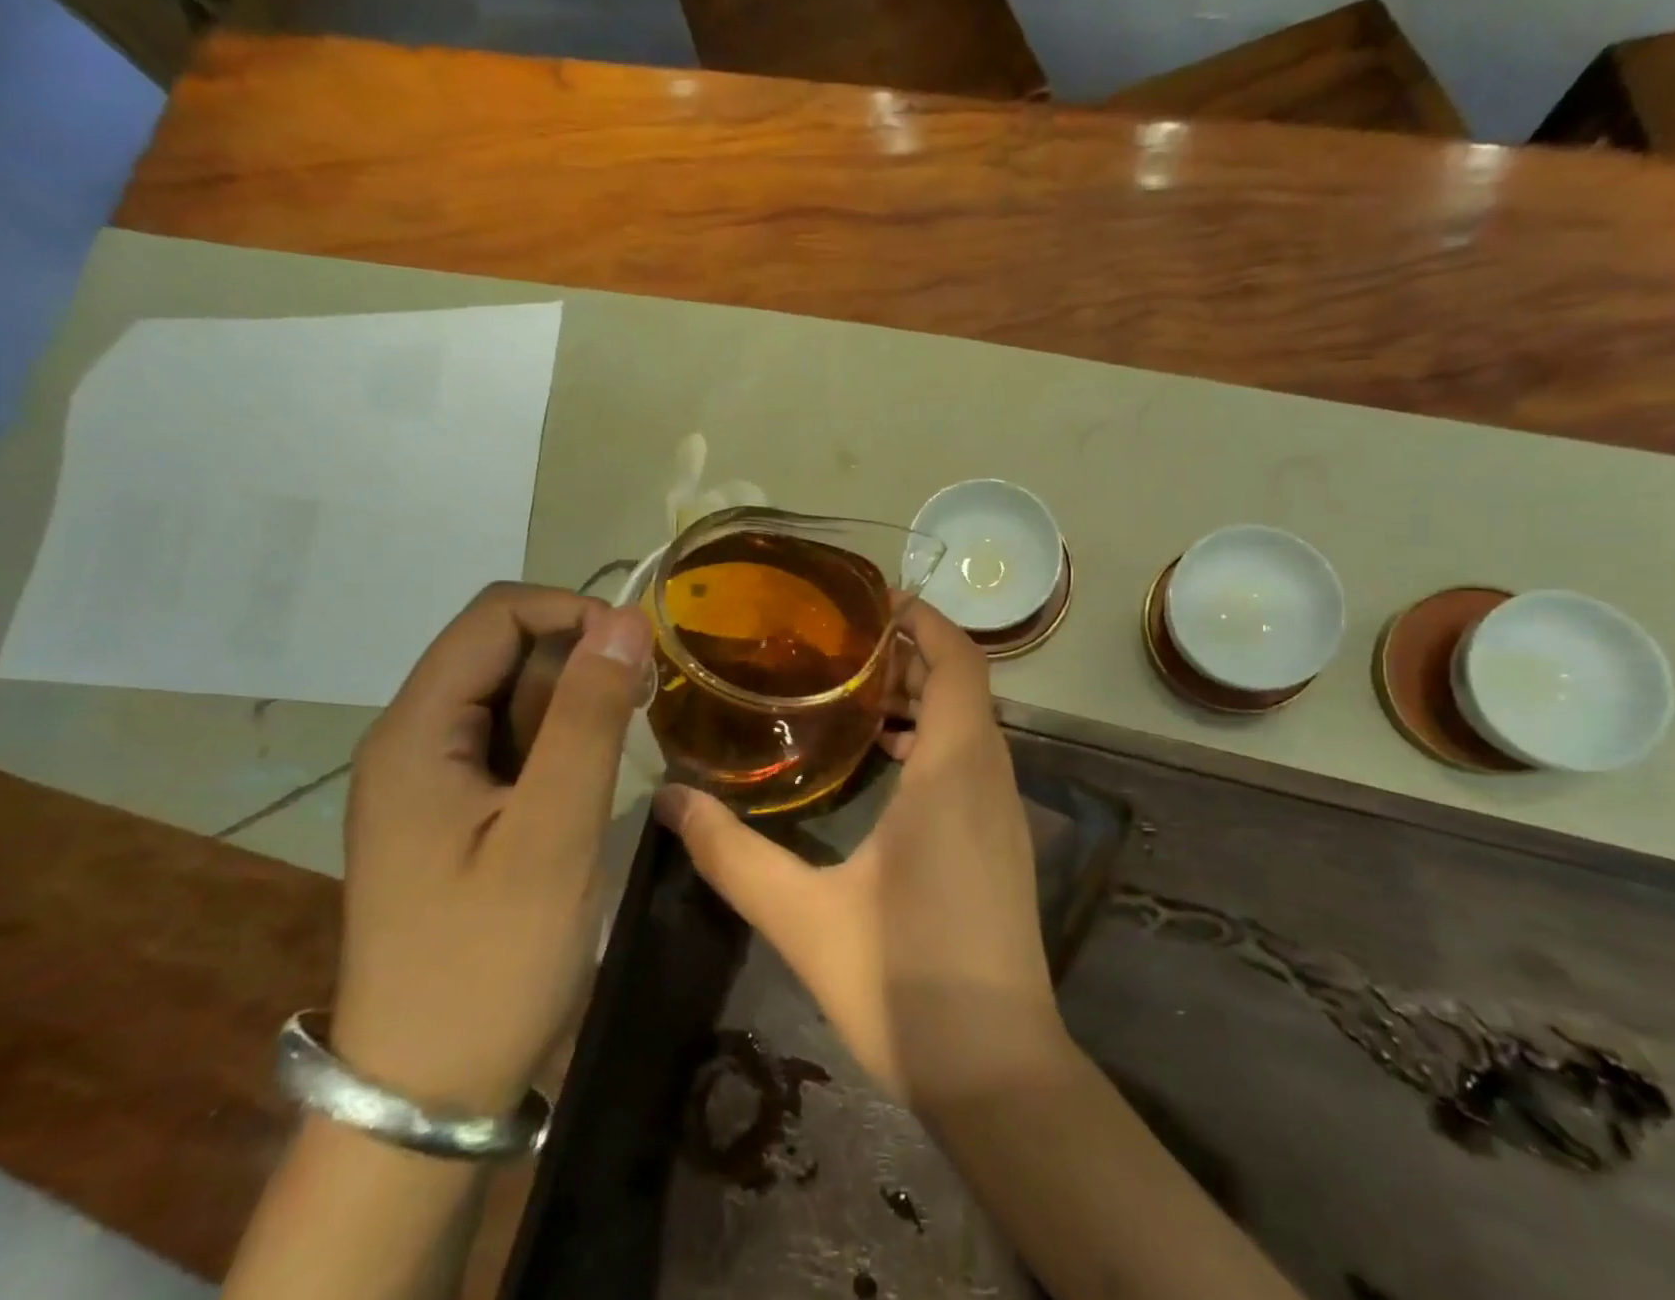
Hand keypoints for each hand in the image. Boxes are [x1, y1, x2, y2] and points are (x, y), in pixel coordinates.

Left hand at [333, 583, 652, 1115]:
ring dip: (575, 702)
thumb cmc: (492, 959)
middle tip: (640, 714)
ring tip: (623, 749)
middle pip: (503, 650)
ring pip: (513, 695)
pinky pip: (513, 741)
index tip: (640, 657)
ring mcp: (432, 777)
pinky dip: (561, 739)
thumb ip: (588, 717)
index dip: (574, 613)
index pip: (496, 615)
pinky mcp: (454, 810)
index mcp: (418, 732)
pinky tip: (592, 779)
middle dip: (580, 661)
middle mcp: (414, 739)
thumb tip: (626, 619)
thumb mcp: (554, 830)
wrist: (430, 1089)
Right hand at [656, 601, 1066, 1109]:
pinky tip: (886, 766)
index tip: (873, 603)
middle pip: (964, 685)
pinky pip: (974, 761)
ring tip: (856, 698)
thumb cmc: (904, 980)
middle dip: (912, 656)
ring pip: (971, 724)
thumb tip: (668, 802)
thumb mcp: (803, 914)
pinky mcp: (1003, 844)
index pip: (960, 661)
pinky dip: (935, 740)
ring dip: (924, 699)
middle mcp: (991, 777)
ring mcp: (1006, 812)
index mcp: (955, 771)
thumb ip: (732, 853)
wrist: (996, 1071)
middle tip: (843, 650)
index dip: (926, 620)